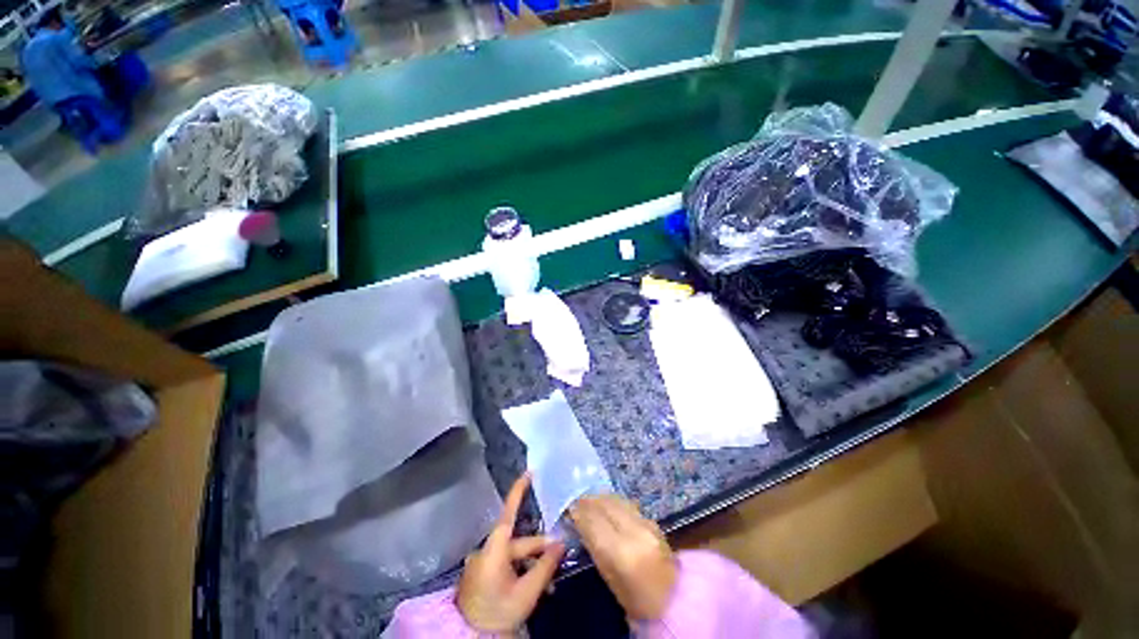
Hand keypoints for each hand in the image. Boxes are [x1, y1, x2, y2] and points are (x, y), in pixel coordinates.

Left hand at [457, 473, 564, 634]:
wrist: (470, 638)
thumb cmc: (499, 612)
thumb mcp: (527, 592)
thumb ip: (545, 565)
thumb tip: (561, 543)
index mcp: (494, 548)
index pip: (509, 513)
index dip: (518, 491)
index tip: (528, 472)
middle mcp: (488, 550)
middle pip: (519, 542)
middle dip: (540, 549)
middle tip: (560, 556)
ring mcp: (484, 563)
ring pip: (515, 556)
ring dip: (532, 564)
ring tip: (549, 582)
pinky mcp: (483, 574)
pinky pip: (506, 565)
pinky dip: (521, 571)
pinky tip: (534, 584)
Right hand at [570, 494, 677, 620]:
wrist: (674, 599)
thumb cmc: (636, 598)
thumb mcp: (609, 577)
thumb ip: (595, 546)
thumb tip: (580, 522)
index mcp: (622, 552)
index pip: (594, 522)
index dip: (580, 512)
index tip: (569, 508)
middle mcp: (635, 531)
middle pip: (606, 505)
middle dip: (589, 500)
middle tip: (578, 500)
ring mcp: (646, 523)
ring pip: (618, 500)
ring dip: (601, 498)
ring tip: (590, 500)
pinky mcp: (653, 520)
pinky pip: (628, 504)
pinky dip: (614, 502)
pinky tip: (608, 505)